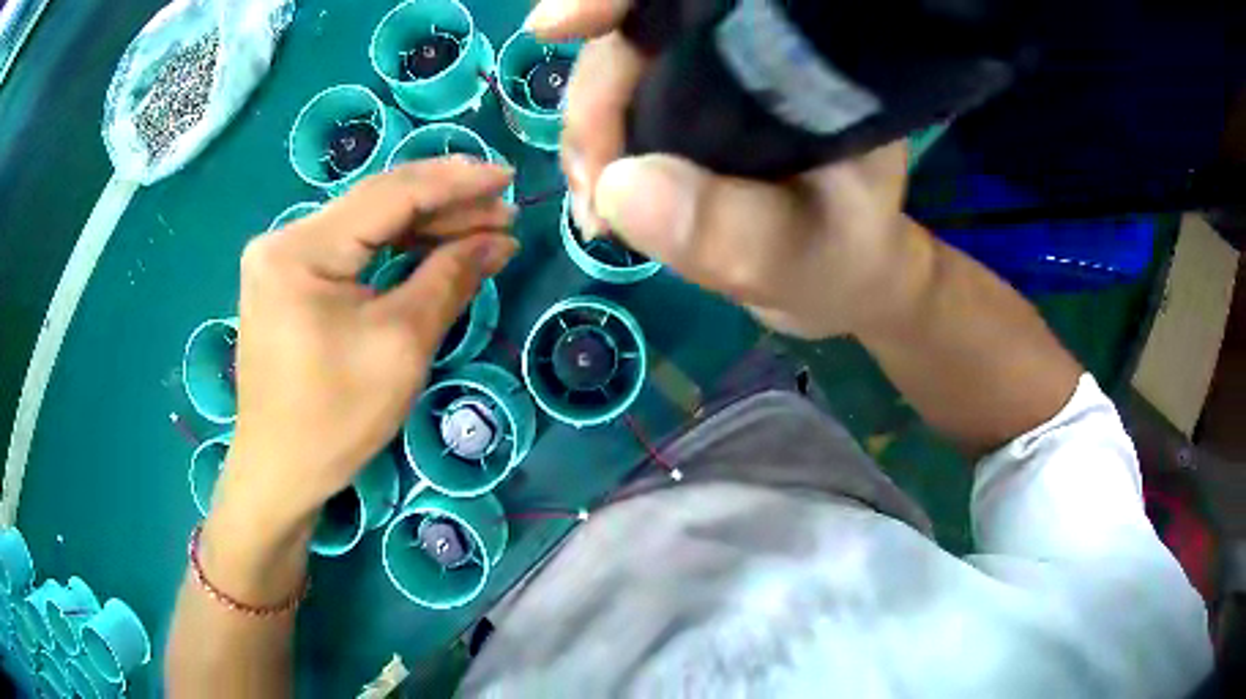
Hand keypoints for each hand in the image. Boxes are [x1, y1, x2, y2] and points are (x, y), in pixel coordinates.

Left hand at [211, 157, 517, 539]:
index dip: (455, 182)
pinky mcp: (287, 280)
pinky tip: (434, 249)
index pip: (390, 195)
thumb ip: (449, 278)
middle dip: (444, 204)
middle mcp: (284, 239)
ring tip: (481, 229)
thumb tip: (499, 240)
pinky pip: (350, 251)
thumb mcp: (401, 345)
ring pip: (365, 225)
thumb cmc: (335, 418)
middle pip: (376, 204)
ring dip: (423, 226)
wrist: (280, 472)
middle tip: (503, 211)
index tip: (507, 176)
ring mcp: (281, 259)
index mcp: (302, 250)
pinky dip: (393, 250)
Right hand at [528, 0, 928, 338]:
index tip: (559, 25)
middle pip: (643, 30)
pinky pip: (615, 104)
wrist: (836, 272)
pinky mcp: (685, 99)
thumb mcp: (803, 255)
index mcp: (801, 56)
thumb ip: (732, 231)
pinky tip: (600, 202)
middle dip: (595, 99)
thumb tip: (617, 187)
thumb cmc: (843, 257)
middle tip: (594, 190)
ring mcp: (713, 70)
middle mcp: (753, 46)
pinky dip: (594, 151)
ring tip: (598, 215)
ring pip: (617, 66)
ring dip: (586, 135)